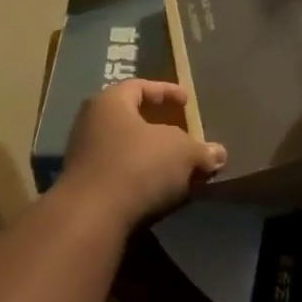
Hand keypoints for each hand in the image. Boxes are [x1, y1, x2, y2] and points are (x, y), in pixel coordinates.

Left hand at [59, 80, 226, 227]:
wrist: (92, 215)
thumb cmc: (138, 166)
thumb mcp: (182, 153)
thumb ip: (201, 150)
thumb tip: (218, 154)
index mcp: (110, 102)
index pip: (139, 86)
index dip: (166, 91)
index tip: (187, 101)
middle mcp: (91, 122)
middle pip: (129, 117)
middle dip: (158, 125)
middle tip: (181, 131)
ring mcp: (82, 155)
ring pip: (124, 147)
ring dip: (150, 154)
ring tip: (175, 165)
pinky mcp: (83, 185)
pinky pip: (118, 172)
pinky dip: (139, 175)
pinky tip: (158, 188)